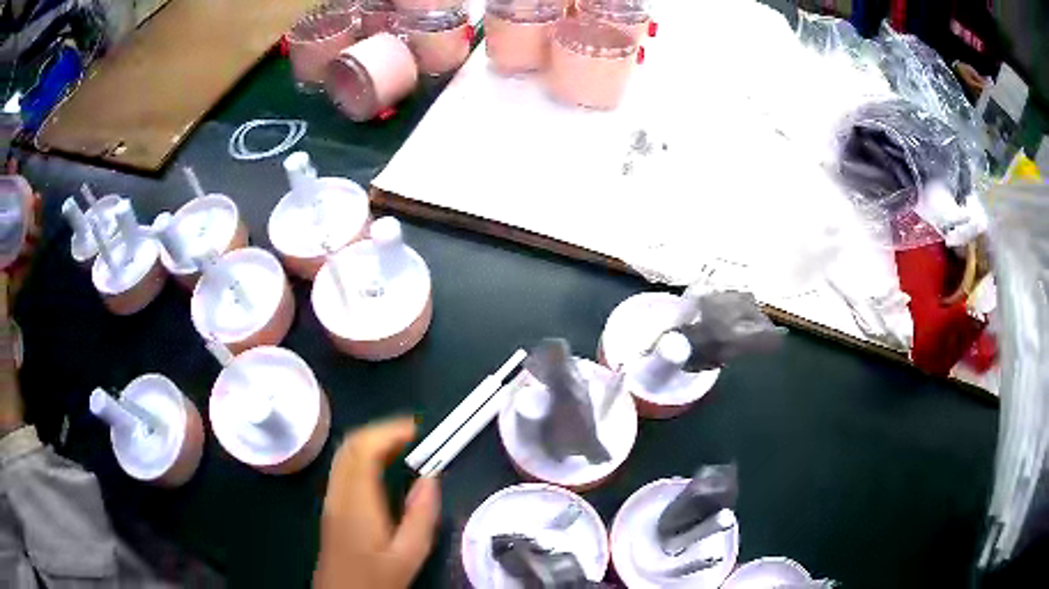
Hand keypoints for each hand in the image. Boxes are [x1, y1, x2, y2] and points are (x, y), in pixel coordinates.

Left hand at [314, 418, 440, 588]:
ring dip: (370, 440)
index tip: (416, 429)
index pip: (363, 449)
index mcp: (357, 502)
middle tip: (412, 434)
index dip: (388, 431)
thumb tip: (431, 479)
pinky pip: (343, 467)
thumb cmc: (376, 579)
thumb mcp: (409, 554)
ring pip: (344, 454)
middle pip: (350, 445)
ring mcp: (331, 498)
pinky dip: (362, 455)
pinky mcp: (331, 506)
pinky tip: (381, 467)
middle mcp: (338, 493)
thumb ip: (421, 516)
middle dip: (380, 430)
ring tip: (401, 445)